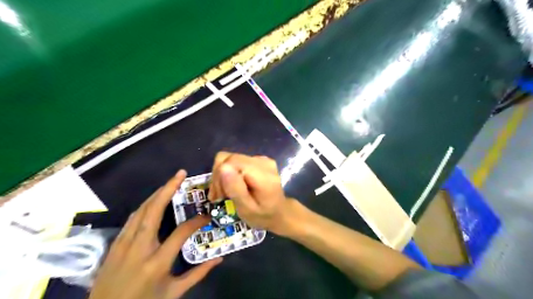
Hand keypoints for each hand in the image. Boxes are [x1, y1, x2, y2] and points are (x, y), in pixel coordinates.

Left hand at [92, 170, 222, 298]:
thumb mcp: (173, 293)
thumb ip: (197, 274)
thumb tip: (219, 258)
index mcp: (157, 262)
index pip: (181, 232)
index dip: (197, 221)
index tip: (206, 216)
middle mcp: (139, 248)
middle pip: (154, 211)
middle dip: (168, 189)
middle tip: (180, 174)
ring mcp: (124, 244)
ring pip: (141, 210)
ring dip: (156, 193)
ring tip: (170, 182)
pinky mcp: (115, 244)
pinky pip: (132, 218)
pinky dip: (145, 205)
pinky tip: (153, 200)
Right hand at [206, 153, 293, 234]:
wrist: (279, 212)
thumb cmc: (263, 215)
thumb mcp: (247, 210)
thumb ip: (236, 189)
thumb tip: (223, 168)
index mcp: (263, 174)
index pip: (231, 162)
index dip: (219, 176)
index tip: (218, 196)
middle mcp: (262, 162)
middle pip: (229, 158)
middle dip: (218, 176)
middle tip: (218, 196)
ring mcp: (261, 159)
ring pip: (230, 159)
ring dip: (222, 175)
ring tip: (223, 194)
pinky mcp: (257, 160)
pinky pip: (236, 161)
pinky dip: (229, 173)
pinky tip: (231, 187)